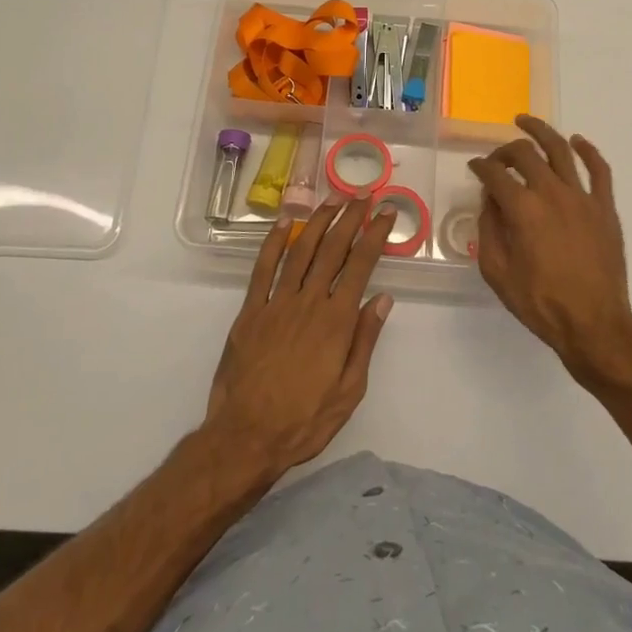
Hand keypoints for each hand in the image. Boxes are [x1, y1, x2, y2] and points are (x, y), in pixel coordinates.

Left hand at [205, 197, 396, 474]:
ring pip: (300, 251)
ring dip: (317, 221)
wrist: (245, 437)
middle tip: (363, 194)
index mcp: (336, 321)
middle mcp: (308, 303)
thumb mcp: (350, 391)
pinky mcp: (250, 311)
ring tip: (332, 199)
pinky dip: (273, 242)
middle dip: (351, 218)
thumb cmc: (304, 420)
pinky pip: (263, 268)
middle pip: (333, 249)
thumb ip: (365, 341)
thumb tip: (383, 299)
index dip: (375, 235)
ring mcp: (276, 303)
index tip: (386, 212)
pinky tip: (284, 223)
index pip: (361, 266)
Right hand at [469, 116, 631, 386]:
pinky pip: (599, 169)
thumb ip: (489, 230)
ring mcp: (582, 197)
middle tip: (497, 157)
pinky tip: (577, 141)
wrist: (593, 323)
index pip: (495, 174)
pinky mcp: (605, 207)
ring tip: (526, 122)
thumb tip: (490, 202)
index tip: (475, 167)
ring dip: (541, 131)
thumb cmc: (540, 302)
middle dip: (505, 150)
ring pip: (561, 150)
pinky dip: (588, 150)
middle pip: (525, 154)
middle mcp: (551, 193)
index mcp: (522, 209)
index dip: (480, 166)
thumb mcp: (497, 272)